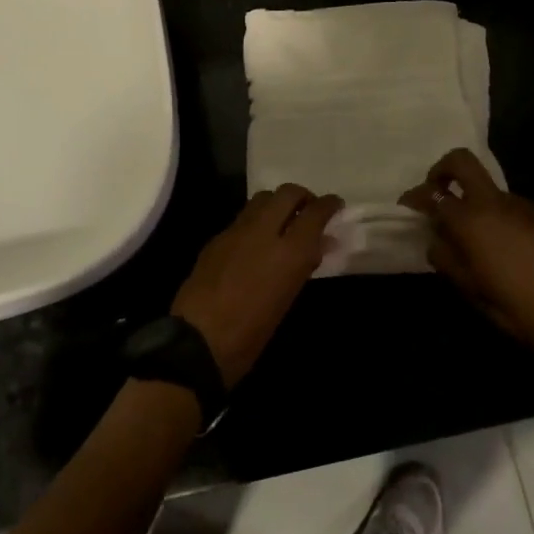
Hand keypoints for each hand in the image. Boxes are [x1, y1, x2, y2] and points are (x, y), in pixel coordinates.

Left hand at [171, 185, 343, 385]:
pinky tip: (256, 240)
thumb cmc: (252, 333)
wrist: (197, 342)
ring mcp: (237, 230)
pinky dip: (257, 220)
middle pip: (288, 192)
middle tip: (308, 211)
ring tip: (283, 222)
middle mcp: (264, 231)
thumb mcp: (287, 300)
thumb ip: (303, 266)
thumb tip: (319, 244)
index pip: (315, 212)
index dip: (329, 204)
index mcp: (289, 252)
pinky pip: (243, 217)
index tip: (335, 205)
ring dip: (277, 203)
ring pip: (263, 198)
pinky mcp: (217, 237)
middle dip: (302, 196)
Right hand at [402, 149, 533, 366]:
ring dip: (472, 199)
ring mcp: (520, 205)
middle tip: (437, 192)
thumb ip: (444, 256)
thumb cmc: (512, 306)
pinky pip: (509, 205)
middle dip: (442, 169)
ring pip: (487, 187)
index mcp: (470, 220)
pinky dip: (496, 215)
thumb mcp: (467, 287)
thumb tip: (436, 237)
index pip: (432, 194)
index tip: (407, 206)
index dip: (415, 196)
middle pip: (462, 161)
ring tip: (474, 235)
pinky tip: (503, 245)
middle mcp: (493, 202)